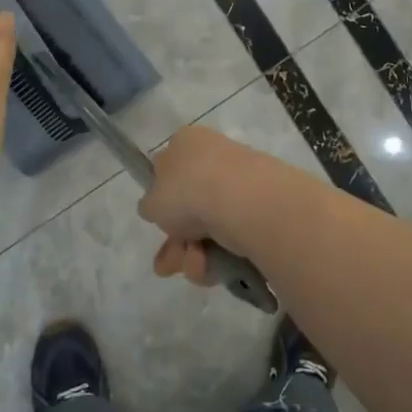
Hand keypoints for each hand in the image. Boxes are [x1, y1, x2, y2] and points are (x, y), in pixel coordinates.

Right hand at [138, 126, 269, 283]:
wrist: (242, 200)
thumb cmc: (187, 191)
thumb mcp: (152, 202)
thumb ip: (151, 205)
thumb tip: (159, 207)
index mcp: (185, 142)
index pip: (168, 169)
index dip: (161, 200)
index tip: (160, 223)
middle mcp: (212, 155)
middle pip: (188, 203)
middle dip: (176, 240)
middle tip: (169, 265)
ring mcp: (239, 179)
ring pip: (208, 223)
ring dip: (193, 253)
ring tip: (195, 268)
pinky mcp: (259, 204)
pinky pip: (231, 230)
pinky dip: (219, 252)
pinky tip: (212, 266)